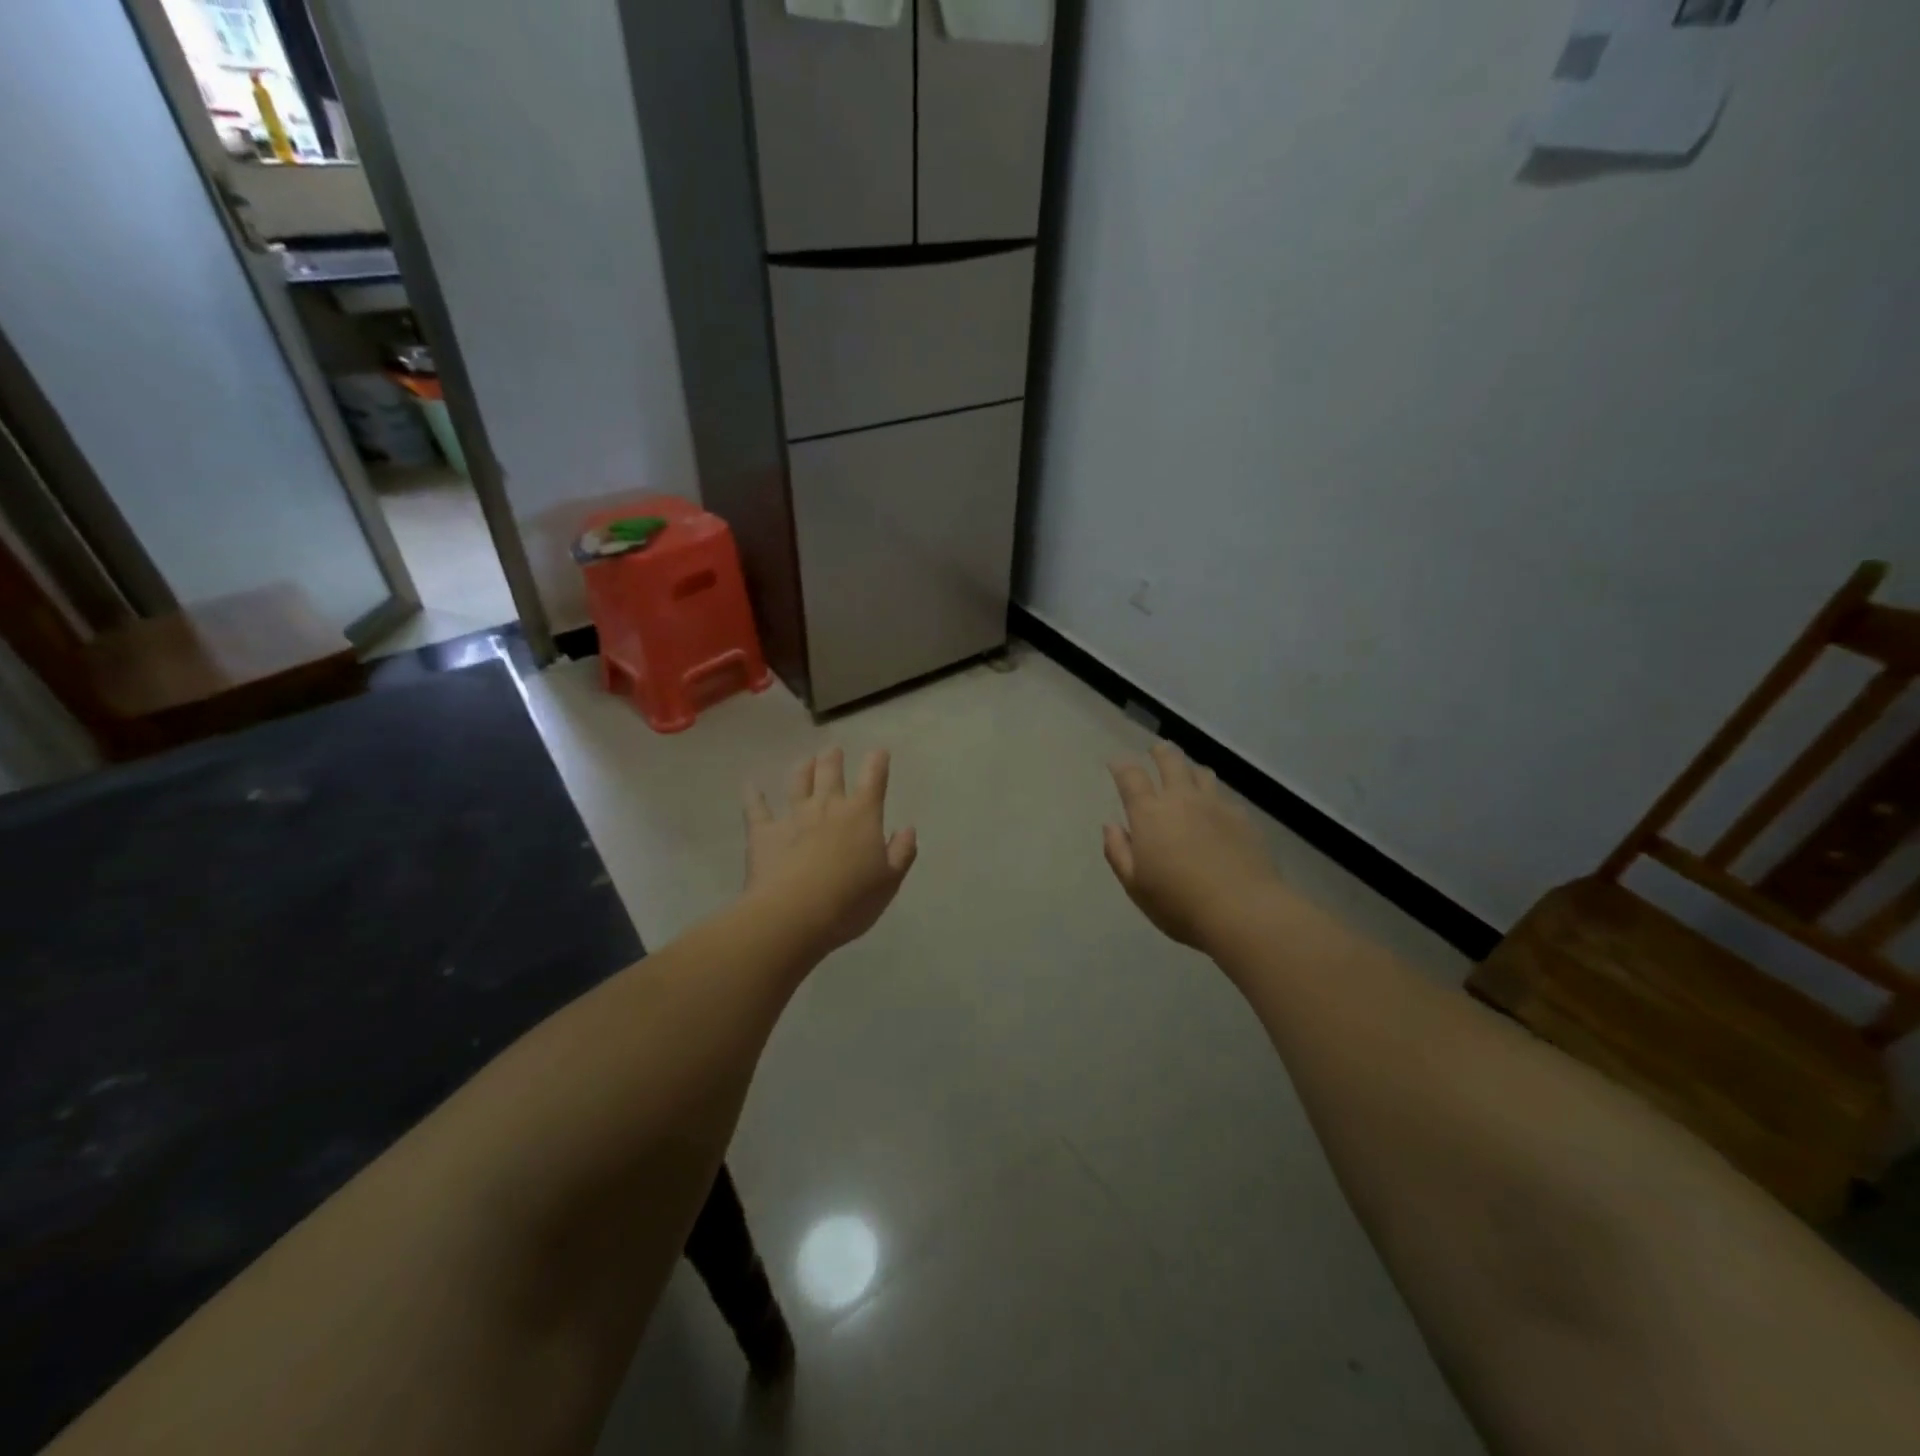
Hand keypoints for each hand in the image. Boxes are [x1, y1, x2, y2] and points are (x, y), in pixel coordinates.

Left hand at [744, 748, 917, 958]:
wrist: (794, 915)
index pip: (873, 779)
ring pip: (798, 784)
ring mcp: (793, 816)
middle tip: (833, 751)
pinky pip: (756, 808)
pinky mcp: (763, 833)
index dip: (877, 762)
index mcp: (862, 815)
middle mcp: (827, 807)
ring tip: (806, 761)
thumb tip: (907, 829)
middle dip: (834, 759)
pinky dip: (753, 795)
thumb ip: (901, 852)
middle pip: (831, 773)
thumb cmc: (850, 900)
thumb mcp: (889, 881)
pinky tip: (750, 786)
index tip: (879, 752)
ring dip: (803, 770)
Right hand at [1104, 743, 1280, 949]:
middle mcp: (1181, 799)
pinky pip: (1224, 796)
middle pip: (1170, 761)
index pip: (1131, 777)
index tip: (1116, 763)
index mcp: (1149, 814)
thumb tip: (1111, 826)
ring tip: (1187, 774)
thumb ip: (1118, 852)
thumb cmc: (1179, 903)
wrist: (1244, 911)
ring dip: (1190, 769)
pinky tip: (1216, 811)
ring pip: (1201, 772)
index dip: (1121, 766)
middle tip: (1156, 751)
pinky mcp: (1243, 818)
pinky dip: (1214, 797)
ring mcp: (1216, 805)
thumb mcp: (1136, 886)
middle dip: (1160, 752)